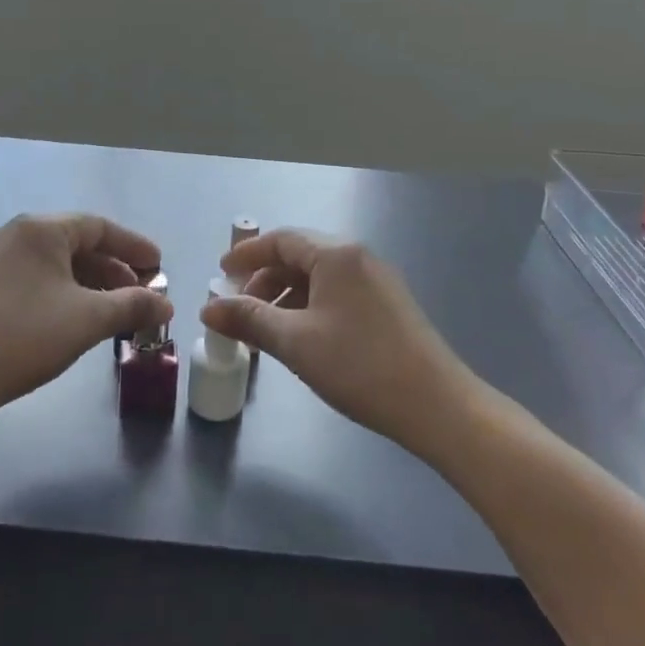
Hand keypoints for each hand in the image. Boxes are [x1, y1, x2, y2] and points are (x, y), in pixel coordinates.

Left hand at [0, 214, 171, 423]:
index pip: (98, 227)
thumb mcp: (87, 320)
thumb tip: (166, 304)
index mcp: (39, 229)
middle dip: (111, 269)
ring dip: (85, 282)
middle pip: (74, 243)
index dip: (133, 246)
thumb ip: (132, 306)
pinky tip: (67, 318)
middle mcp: (11, 232)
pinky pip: (27, 276)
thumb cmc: (22, 338)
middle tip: (138, 294)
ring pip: (50, 262)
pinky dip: (56, 291)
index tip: (158, 267)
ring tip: (108, 310)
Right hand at [202, 230, 474, 454]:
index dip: (247, 255)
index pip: (281, 240)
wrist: (436, 405)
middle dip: (264, 280)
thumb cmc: (359, 366)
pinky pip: (337, 293)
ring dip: (286, 297)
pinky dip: (310, 307)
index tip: (221, 274)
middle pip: (299, 256)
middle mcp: (357, 257)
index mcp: (336, 254)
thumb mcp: (295, 342)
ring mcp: (377, 280)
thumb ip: (249, 319)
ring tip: (265, 330)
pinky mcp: (388, 305)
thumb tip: (207, 308)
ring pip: (318, 277)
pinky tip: (301, 338)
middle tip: (239, 309)